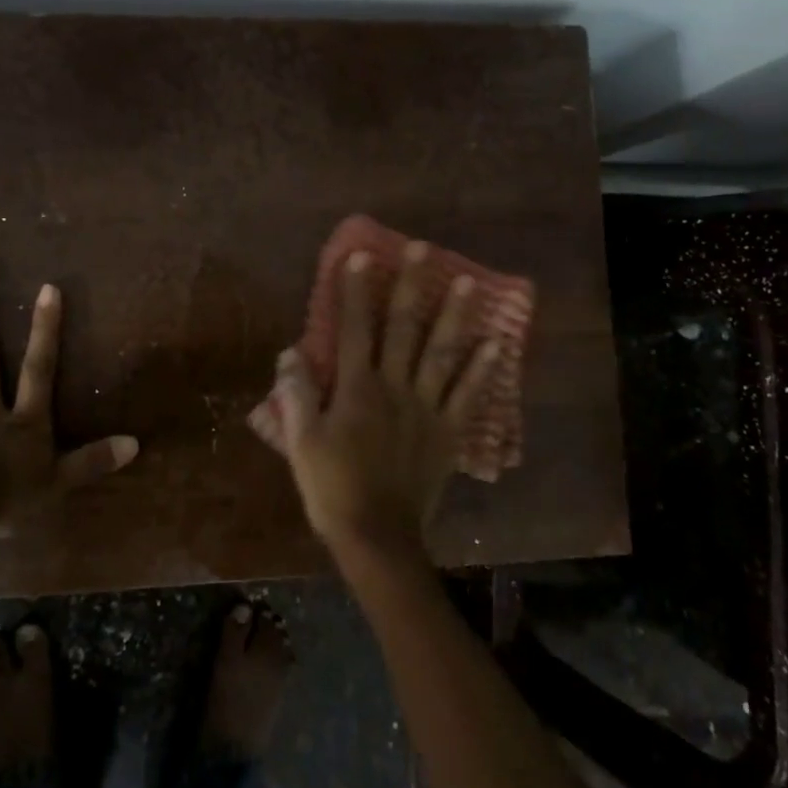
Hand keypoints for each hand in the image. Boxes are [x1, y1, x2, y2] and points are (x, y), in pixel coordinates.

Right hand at [264, 242, 499, 556]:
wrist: (376, 538)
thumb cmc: (332, 488)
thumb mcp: (301, 443)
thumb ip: (296, 395)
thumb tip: (289, 351)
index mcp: (356, 388)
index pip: (354, 329)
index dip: (356, 291)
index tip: (362, 256)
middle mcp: (394, 387)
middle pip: (404, 328)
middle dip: (411, 286)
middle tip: (423, 249)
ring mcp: (426, 408)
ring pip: (442, 353)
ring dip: (456, 315)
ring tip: (470, 282)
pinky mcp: (447, 432)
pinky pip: (468, 396)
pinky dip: (483, 370)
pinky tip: (497, 344)